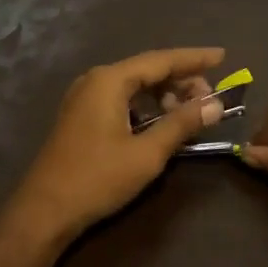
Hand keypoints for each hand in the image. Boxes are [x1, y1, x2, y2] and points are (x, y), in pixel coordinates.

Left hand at [1, 47, 225, 251]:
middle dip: (181, 80)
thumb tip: (215, 105)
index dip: (194, 59)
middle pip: (147, 69)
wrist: (45, 210)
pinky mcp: (80, 116)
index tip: (222, 56)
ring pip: (133, 85)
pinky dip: (145, 106)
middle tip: (210, 98)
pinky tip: (161, 122)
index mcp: (109, 80)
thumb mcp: (147, 153)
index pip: (161, 60)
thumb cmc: (97, 178)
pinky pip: (120, 99)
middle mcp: (95, 80)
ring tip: (189, 112)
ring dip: (163, 94)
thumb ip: (182, 124)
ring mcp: (84, 98)